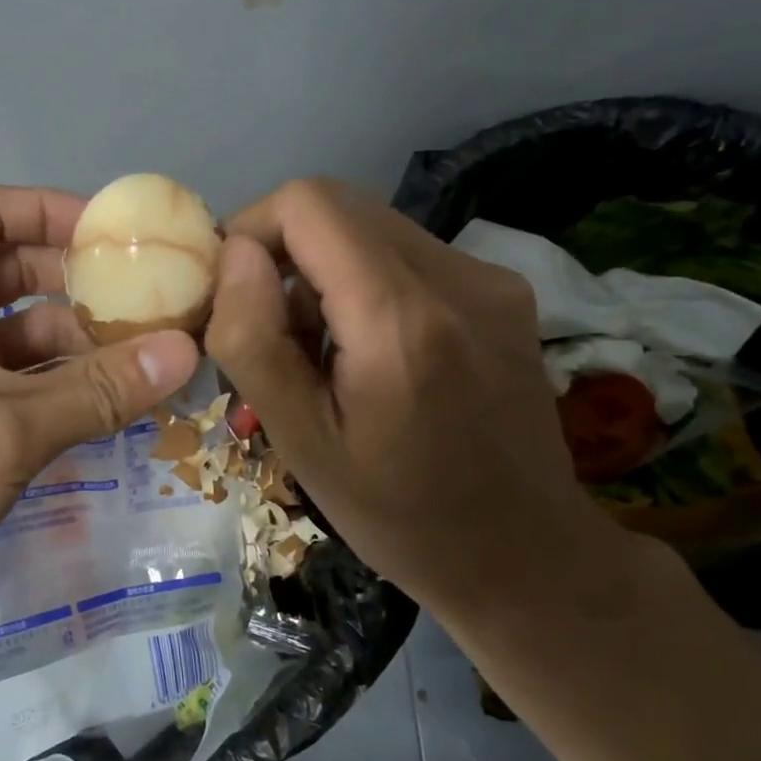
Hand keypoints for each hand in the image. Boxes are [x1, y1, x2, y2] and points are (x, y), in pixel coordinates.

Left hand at [0, 186, 199, 668]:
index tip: (118, 237)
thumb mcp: (6, 428)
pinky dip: (55, 389)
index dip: (53, 212)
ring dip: (76, 345)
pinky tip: (111, 407)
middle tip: (153, 305)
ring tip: (149, 362)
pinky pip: (9, 385)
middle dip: (79, 285)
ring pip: (15, 335)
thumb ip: (100, 388)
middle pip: (11, 271)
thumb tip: (187, 349)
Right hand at [205, 178, 629, 614]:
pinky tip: (367, 346)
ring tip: (320, 346)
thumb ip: (253, 340)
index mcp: (400, 320)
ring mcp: (490, 278)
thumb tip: (236, 254)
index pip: (308, 203)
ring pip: (370, 224)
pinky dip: (363, 278)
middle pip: (338, 204)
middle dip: (283, 248)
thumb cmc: (398, 514)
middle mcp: (457, 277)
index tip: (234, 290)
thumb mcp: (300, 442)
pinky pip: (406, 251)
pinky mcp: (503, 289)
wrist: (526, 556)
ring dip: (322, 266)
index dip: (253, 229)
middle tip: (269, 325)